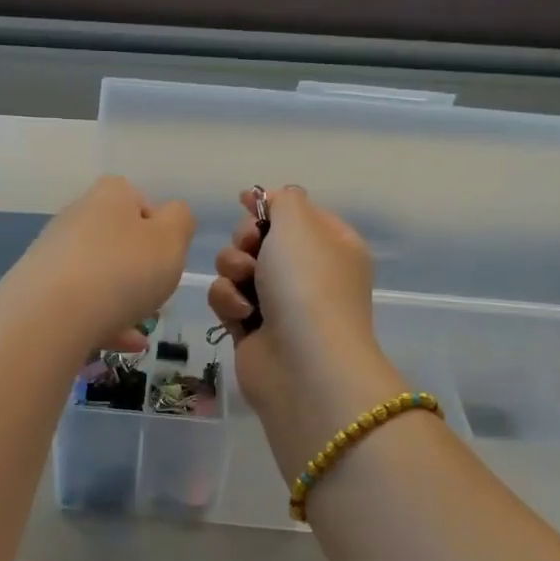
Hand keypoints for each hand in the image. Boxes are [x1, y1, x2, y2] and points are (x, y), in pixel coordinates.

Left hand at [0, 175, 195, 352]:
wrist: (50, 316)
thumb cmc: (123, 271)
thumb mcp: (171, 241)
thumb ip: (181, 221)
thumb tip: (172, 216)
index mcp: (110, 195)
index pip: (140, 200)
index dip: (158, 229)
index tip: (167, 258)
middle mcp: (77, 216)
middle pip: (117, 239)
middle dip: (138, 268)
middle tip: (155, 295)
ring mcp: (53, 253)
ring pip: (98, 275)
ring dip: (122, 299)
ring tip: (142, 328)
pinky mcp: (38, 289)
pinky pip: (80, 304)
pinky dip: (103, 321)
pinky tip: (124, 344)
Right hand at [208, 187, 405, 473]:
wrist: (302, 363)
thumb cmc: (307, 284)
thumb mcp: (299, 223)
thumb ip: (282, 199)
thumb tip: (272, 198)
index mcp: (332, 244)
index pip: (296, 213)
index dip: (269, 206)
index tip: (246, 204)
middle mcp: (308, 273)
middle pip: (260, 238)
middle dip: (246, 240)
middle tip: (253, 251)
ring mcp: (280, 303)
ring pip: (237, 268)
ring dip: (233, 270)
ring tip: (246, 286)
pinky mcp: (251, 329)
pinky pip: (227, 300)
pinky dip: (228, 303)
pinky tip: (240, 315)